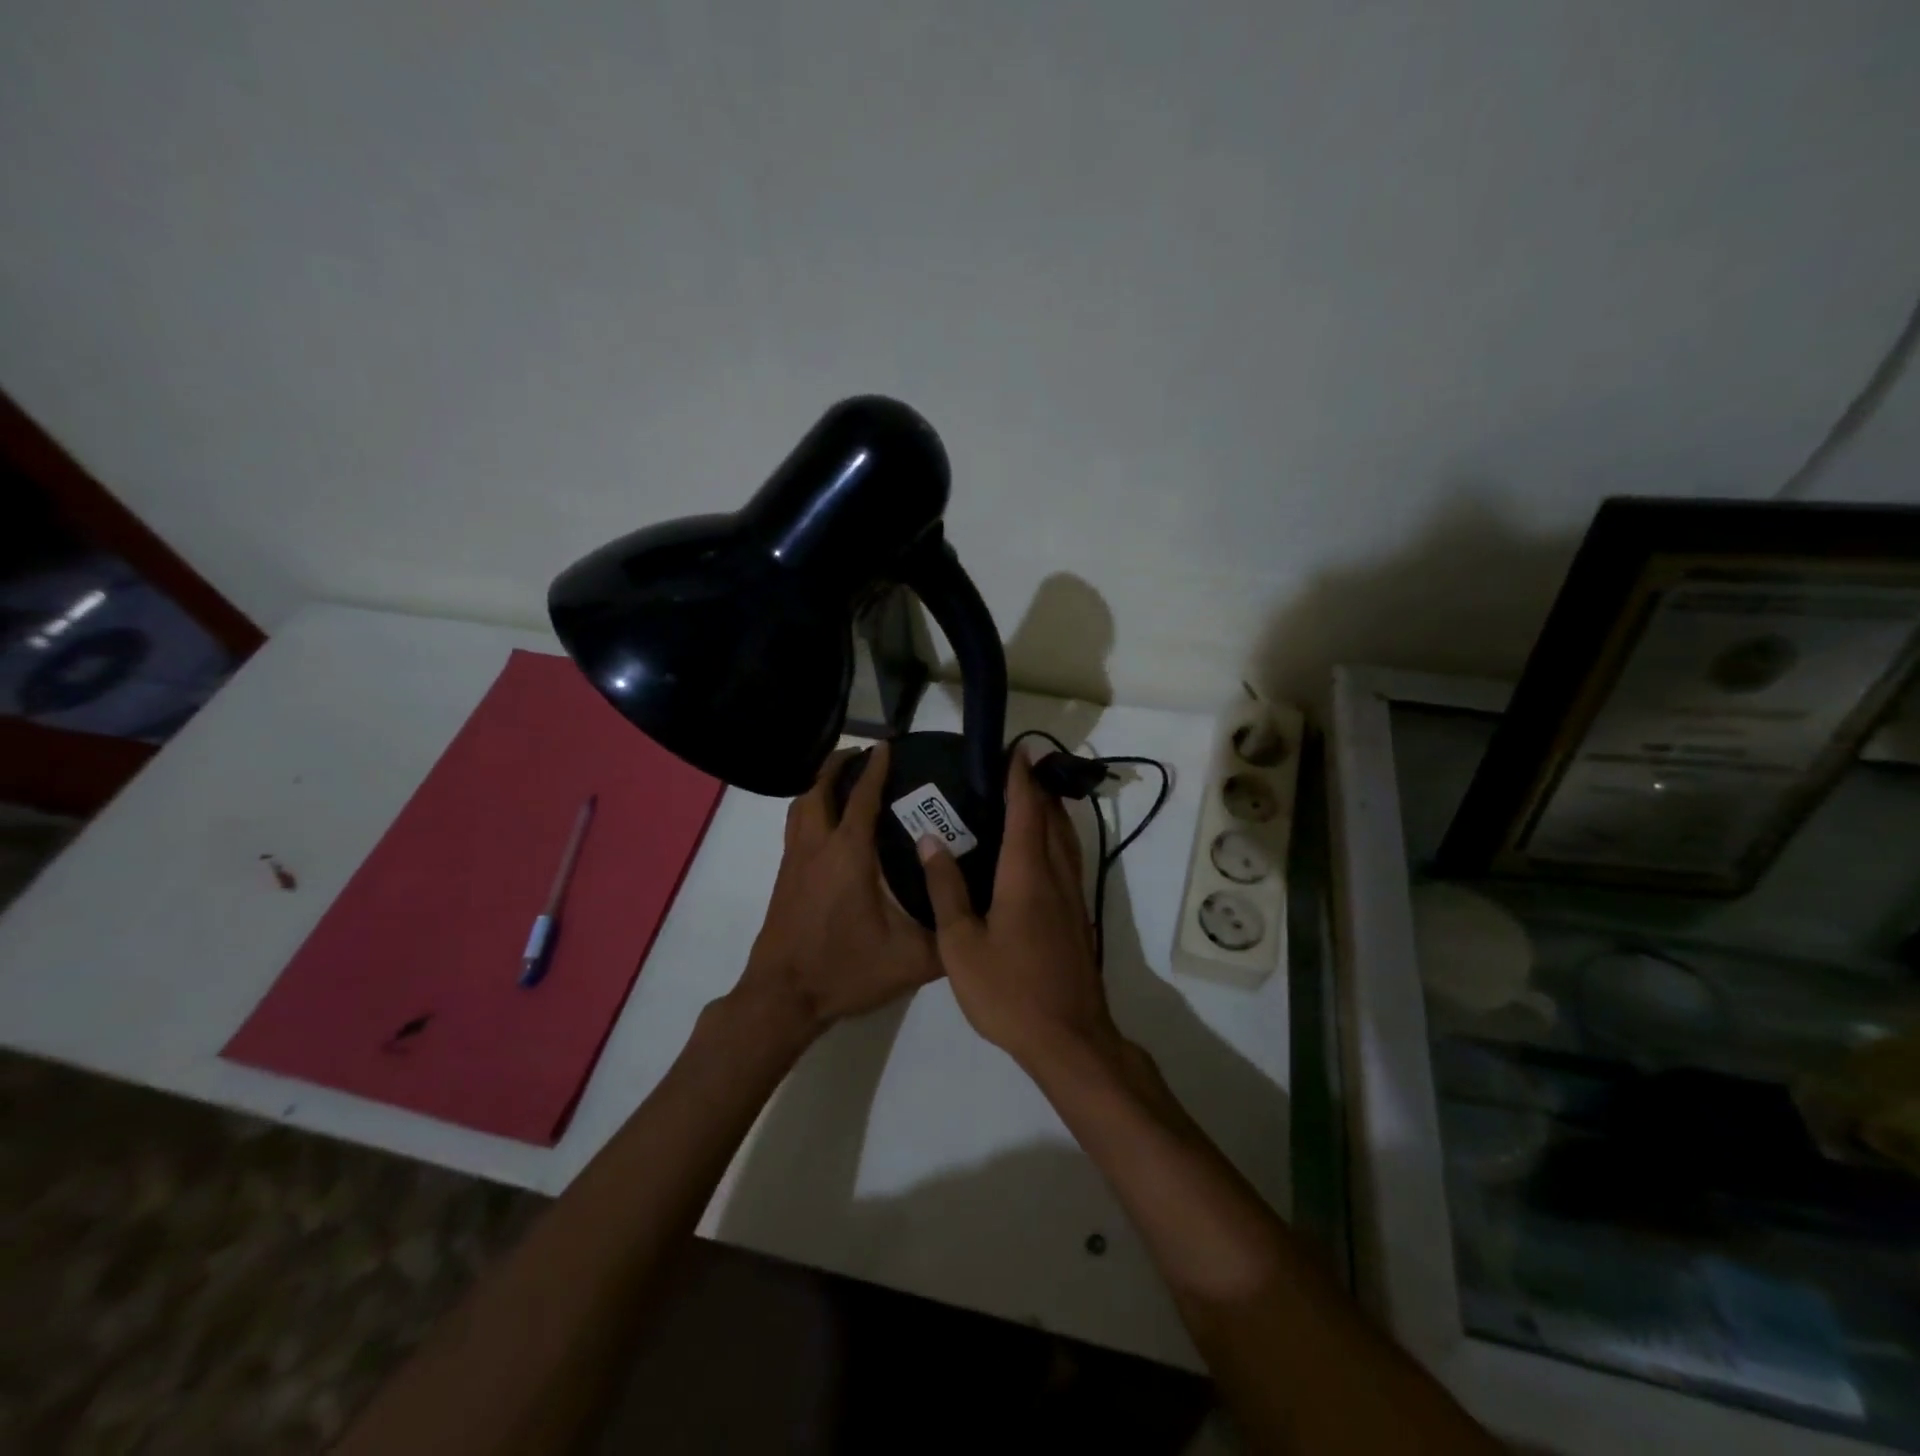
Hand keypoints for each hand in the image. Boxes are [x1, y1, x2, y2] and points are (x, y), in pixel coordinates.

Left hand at [736, 742, 942, 1037]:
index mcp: (849, 855)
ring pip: (800, 806)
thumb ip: (949, 934)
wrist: (784, 997)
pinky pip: (794, 827)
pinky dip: (808, 810)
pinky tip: (826, 826)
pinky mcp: (783, 878)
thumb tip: (980, 913)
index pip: (861, 797)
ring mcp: (794, 862)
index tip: (886, 745)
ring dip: (818, 785)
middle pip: (819, 789)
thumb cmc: (847, 970)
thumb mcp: (912, 959)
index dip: (875, 768)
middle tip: (861, 755)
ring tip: (840, 780)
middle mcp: (817, 847)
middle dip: (838, 765)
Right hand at [916, 749, 1116, 1068]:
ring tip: (1030, 798)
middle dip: (1037, 788)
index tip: (1017, 749)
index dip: (1020, 778)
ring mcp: (1072, 897)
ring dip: (1051, 812)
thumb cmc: (1008, 991)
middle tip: (1017, 767)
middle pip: (1051, 819)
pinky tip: (1039, 851)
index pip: (1025, 812)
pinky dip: (1055, 839)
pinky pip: (1068, 861)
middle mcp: (1055, 876)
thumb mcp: (961, 944)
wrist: (1068, 1038)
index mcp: (1026, 876)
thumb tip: (931, 840)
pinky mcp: (1078, 917)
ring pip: (1065, 840)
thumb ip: (946, 889)